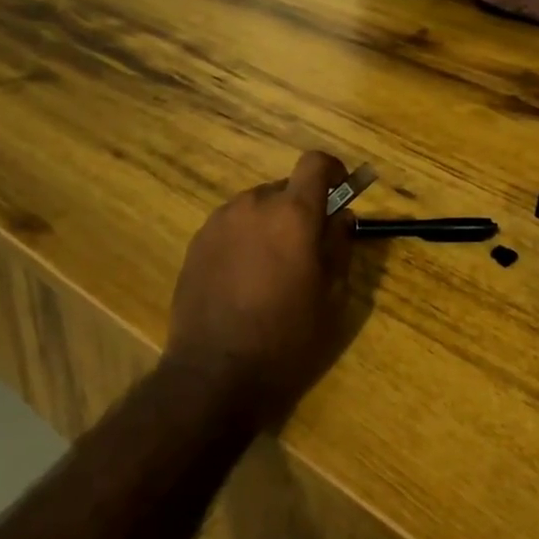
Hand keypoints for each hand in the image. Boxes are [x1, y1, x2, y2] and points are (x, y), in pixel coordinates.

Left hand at [164, 150, 356, 428]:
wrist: (215, 375)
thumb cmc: (287, 338)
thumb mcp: (332, 296)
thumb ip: (340, 245)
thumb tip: (342, 217)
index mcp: (293, 214)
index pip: (316, 163)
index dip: (333, 172)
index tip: (340, 194)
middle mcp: (253, 205)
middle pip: (285, 188)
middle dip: (301, 209)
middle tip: (307, 250)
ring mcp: (219, 222)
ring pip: (256, 208)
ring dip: (270, 225)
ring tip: (272, 270)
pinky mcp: (197, 243)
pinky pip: (231, 227)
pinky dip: (245, 240)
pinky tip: (243, 281)